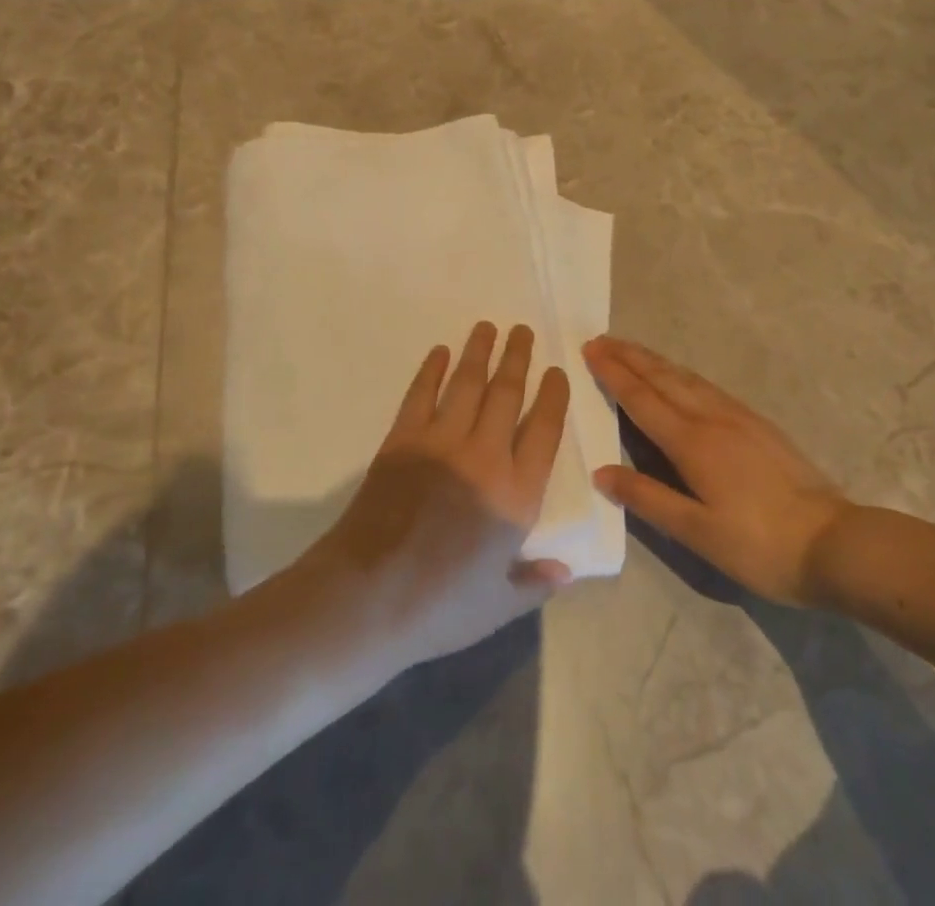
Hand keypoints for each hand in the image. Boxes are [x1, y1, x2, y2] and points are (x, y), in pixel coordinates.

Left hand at [304, 322, 571, 670]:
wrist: (368, 597)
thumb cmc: (439, 608)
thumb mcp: (498, 607)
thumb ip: (534, 584)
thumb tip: (566, 572)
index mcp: (516, 495)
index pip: (545, 430)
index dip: (553, 396)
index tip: (557, 371)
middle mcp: (485, 457)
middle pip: (508, 393)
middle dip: (518, 358)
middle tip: (523, 330)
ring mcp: (441, 443)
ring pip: (467, 384)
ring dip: (479, 352)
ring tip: (488, 327)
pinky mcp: (402, 440)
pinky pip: (421, 395)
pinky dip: (431, 370)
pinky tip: (439, 352)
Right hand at [584, 335, 852, 605]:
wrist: (834, 543)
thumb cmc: (759, 544)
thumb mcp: (696, 531)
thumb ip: (647, 498)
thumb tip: (601, 472)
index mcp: (691, 442)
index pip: (641, 398)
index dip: (613, 373)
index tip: (589, 349)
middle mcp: (711, 418)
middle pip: (662, 378)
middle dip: (630, 356)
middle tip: (601, 339)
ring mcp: (738, 417)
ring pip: (686, 377)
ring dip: (654, 360)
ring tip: (631, 349)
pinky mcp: (757, 424)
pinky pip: (707, 386)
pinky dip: (682, 373)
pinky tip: (681, 377)